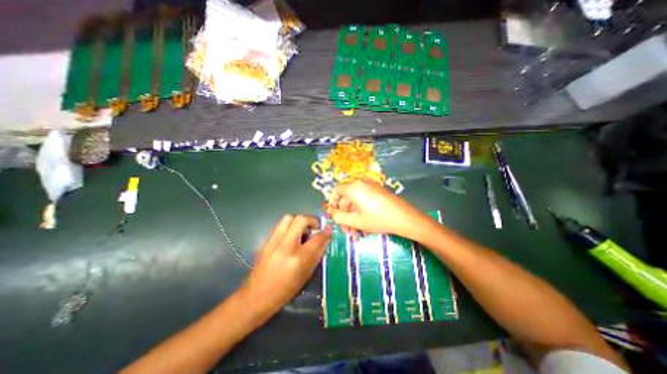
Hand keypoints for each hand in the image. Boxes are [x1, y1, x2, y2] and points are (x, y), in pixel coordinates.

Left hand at [243, 214, 329, 312]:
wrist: (256, 296)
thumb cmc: (285, 290)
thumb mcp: (306, 274)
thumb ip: (318, 254)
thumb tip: (326, 239)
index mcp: (298, 258)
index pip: (316, 238)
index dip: (325, 231)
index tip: (329, 228)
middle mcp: (286, 245)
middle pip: (301, 220)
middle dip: (311, 220)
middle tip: (314, 228)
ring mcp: (274, 241)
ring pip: (289, 218)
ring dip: (299, 221)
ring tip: (303, 231)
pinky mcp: (266, 241)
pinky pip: (280, 225)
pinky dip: (290, 226)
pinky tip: (291, 237)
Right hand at [328, 180, 428, 240]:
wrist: (405, 218)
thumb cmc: (378, 219)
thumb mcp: (355, 220)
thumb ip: (338, 216)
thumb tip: (330, 211)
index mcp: (354, 188)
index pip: (336, 191)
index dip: (332, 203)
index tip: (333, 216)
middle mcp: (361, 184)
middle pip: (347, 199)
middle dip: (345, 217)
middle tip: (347, 232)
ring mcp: (371, 188)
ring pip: (356, 203)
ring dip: (354, 219)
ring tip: (358, 235)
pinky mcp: (378, 193)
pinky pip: (365, 202)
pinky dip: (362, 214)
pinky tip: (366, 229)